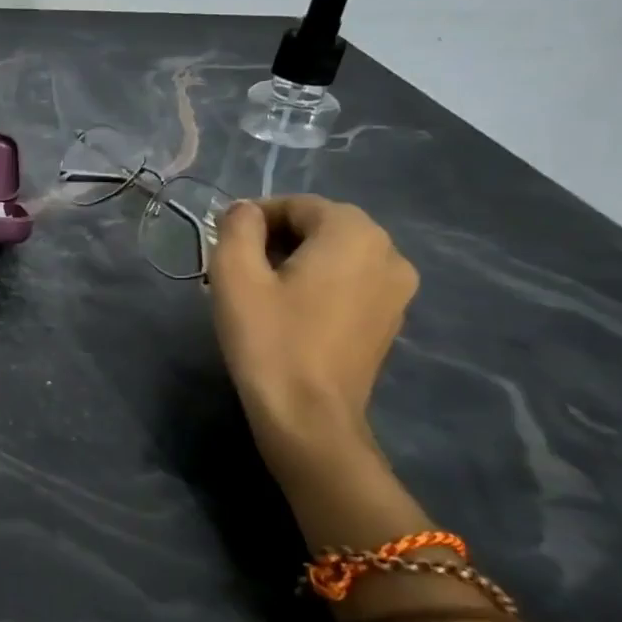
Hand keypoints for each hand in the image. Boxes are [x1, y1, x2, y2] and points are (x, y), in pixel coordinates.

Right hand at [208, 196, 417, 469]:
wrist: (308, 416)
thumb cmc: (269, 339)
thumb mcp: (235, 274)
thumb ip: (237, 226)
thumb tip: (244, 210)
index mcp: (354, 233)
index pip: (298, 205)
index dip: (255, 218)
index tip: (224, 244)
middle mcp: (389, 252)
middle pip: (321, 227)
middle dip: (276, 239)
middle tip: (237, 269)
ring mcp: (397, 289)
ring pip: (336, 256)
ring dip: (297, 262)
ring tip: (260, 292)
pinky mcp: (390, 320)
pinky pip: (350, 283)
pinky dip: (319, 285)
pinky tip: (289, 313)